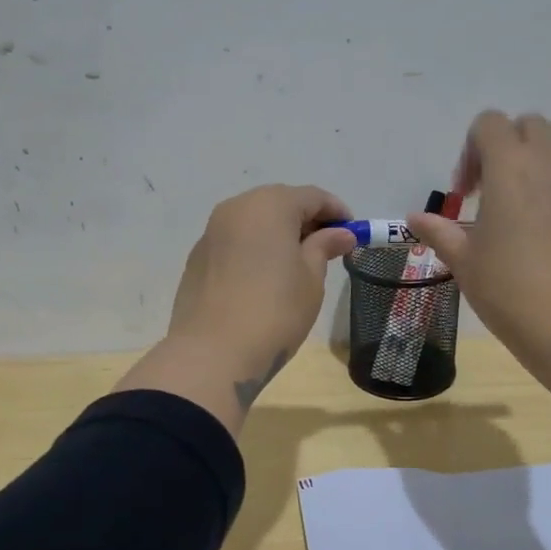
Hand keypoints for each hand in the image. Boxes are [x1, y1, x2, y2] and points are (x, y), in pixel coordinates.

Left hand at [169, 184, 357, 380]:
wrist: (212, 353)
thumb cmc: (275, 311)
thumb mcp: (311, 279)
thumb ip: (323, 248)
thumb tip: (339, 234)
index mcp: (269, 205)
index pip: (311, 197)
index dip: (336, 212)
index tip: (353, 233)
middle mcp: (236, 208)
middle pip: (279, 203)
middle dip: (305, 221)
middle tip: (327, 248)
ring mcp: (211, 232)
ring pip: (253, 222)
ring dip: (278, 234)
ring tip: (297, 264)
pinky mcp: (197, 258)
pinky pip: (234, 242)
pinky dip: (254, 249)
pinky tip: (264, 278)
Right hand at [406, 111, 550, 369]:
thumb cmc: (509, 290)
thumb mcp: (464, 261)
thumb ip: (440, 231)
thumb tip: (415, 218)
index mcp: (511, 165)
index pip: (489, 124)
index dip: (471, 151)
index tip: (467, 193)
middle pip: (531, 126)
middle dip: (510, 149)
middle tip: (498, 193)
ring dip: (547, 160)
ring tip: (536, 202)